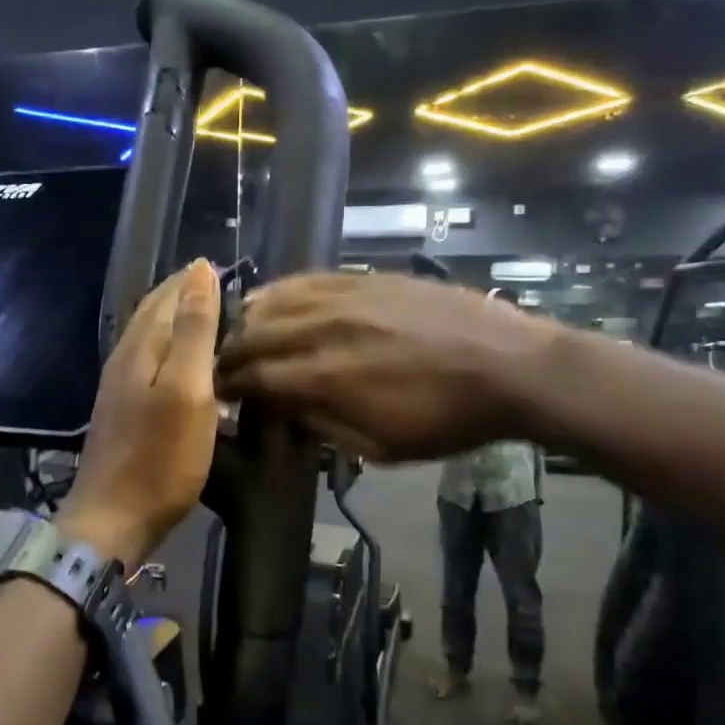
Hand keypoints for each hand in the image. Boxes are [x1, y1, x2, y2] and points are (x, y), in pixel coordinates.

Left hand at [59, 260, 221, 568]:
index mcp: (142, 347)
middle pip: (155, 312)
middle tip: (222, 287)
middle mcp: (126, 358)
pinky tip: (187, 365)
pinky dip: (173, 350)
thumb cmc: (160, 457)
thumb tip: (200, 272)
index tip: (226, 268)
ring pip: (151, 336)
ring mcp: (120, 385)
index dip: (195, 279)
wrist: (113, 518)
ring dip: (179, 321)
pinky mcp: (124, 410)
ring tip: (212, 319)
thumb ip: (195, 331)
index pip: (168, 295)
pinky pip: (151, 362)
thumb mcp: (188, 390)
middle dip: (185, 294)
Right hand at [217, 272, 559, 461]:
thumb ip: (321, 424)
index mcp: (327, 377)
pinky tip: (271, 299)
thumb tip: (280, 408)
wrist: (509, 366)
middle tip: (221, 367)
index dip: (228, 385)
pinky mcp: (364, 277)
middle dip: (230, 354)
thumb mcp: (380, 447)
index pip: (256, 376)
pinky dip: (280, 292)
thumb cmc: (446, 419)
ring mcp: (344, 296)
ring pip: (274, 300)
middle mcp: (324, 328)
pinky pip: (306, 279)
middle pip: (255, 335)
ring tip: (239, 334)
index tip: (215, 393)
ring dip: (248, 320)